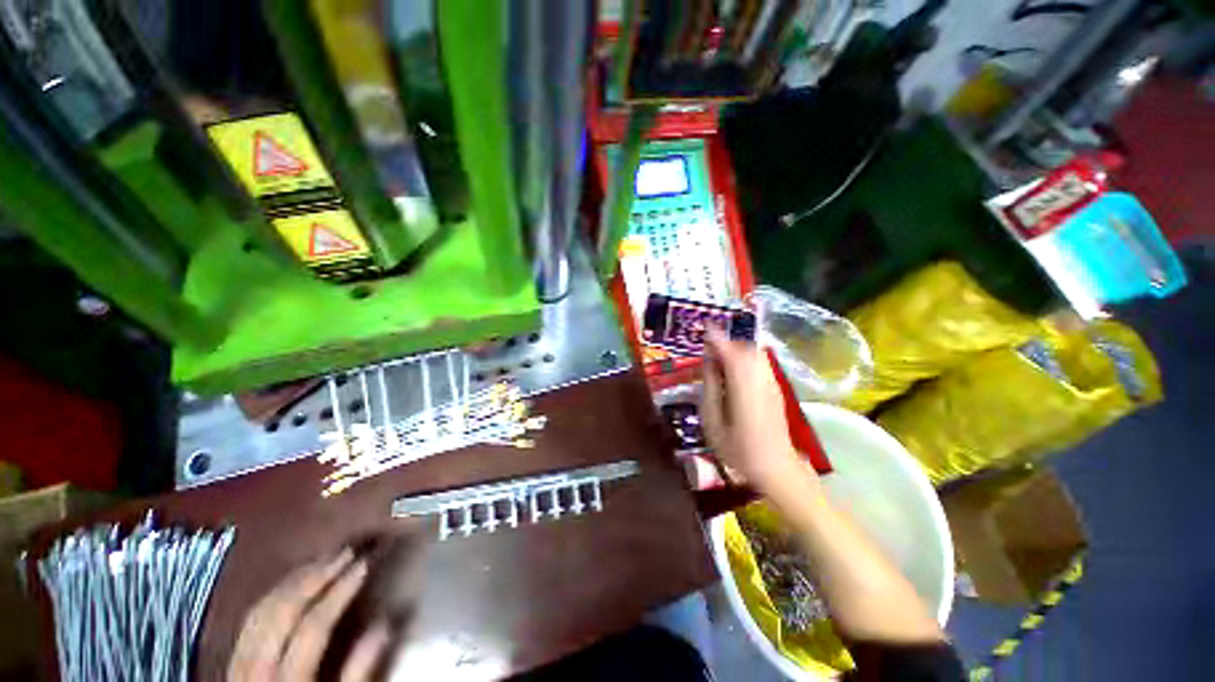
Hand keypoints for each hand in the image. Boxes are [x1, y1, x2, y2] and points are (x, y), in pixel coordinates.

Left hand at [228, 549, 390, 680]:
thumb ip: (358, 673)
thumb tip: (384, 624)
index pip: (314, 627)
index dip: (340, 592)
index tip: (364, 563)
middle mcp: (256, 670)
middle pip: (282, 613)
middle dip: (315, 577)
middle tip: (346, 551)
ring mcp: (238, 664)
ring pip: (261, 611)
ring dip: (294, 580)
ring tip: (323, 559)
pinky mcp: (232, 661)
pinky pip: (250, 619)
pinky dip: (274, 593)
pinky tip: (293, 581)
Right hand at [700, 330, 809, 492]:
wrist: (776, 468)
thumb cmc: (737, 449)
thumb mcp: (712, 420)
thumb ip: (709, 386)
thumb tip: (708, 361)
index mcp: (743, 385)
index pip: (730, 351)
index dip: (716, 336)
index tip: (704, 325)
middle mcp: (760, 378)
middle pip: (745, 346)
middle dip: (727, 339)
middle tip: (708, 342)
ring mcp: (771, 382)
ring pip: (755, 352)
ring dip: (736, 347)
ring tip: (719, 354)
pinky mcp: (775, 388)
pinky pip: (759, 362)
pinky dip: (745, 356)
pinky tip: (734, 368)